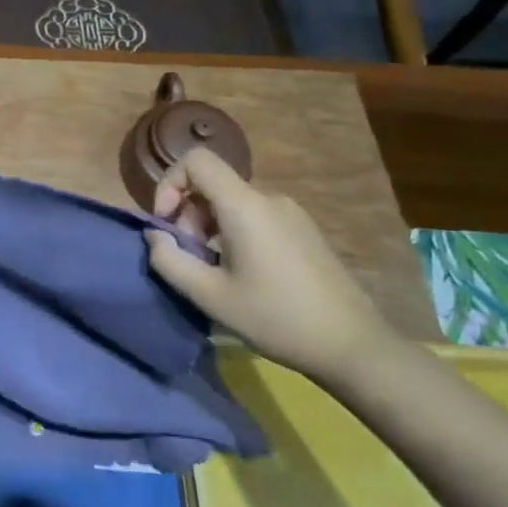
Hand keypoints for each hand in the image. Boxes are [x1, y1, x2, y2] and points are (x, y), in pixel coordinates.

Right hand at [144, 148, 393, 383]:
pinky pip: (254, 215)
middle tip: (189, 257)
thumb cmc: (277, 318)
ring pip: (231, 201)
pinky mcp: (303, 230)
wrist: (353, 345)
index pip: (196, 160)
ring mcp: (290, 213)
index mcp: (245, 206)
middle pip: (211, 184)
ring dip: (208, 226)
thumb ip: (170, 261)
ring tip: (213, 269)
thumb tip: (154, 235)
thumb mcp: (210, 296)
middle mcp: (268, 198)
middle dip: (187, 214)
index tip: (166, 224)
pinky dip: (233, 232)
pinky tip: (241, 272)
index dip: (169, 183)